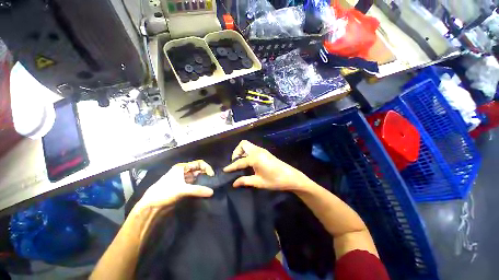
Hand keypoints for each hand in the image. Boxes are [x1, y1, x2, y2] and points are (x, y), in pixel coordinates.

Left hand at [133, 160, 214, 212]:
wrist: (151, 205)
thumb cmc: (165, 192)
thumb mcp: (182, 190)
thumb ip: (198, 190)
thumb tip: (212, 192)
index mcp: (182, 167)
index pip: (199, 163)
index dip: (206, 167)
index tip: (211, 175)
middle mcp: (183, 171)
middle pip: (198, 169)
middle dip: (205, 174)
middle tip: (211, 181)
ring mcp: (183, 179)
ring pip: (196, 177)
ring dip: (202, 180)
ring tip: (209, 186)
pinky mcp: (182, 187)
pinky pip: (194, 184)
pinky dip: (198, 186)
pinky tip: (202, 190)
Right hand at [223, 140, 309, 191]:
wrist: (291, 177)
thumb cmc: (275, 181)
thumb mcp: (259, 182)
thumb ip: (245, 181)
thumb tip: (234, 183)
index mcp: (255, 158)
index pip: (240, 161)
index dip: (231, 166)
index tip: (225, 170)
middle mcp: (258, 151)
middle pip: (243, 144)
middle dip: (236, 152)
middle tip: (235, 162)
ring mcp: (262, 150)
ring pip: (248, 145)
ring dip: (242, 151)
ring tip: (240, 163)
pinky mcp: (265, 152)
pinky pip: (252, 148)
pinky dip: (247, 152)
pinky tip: (248, 162)